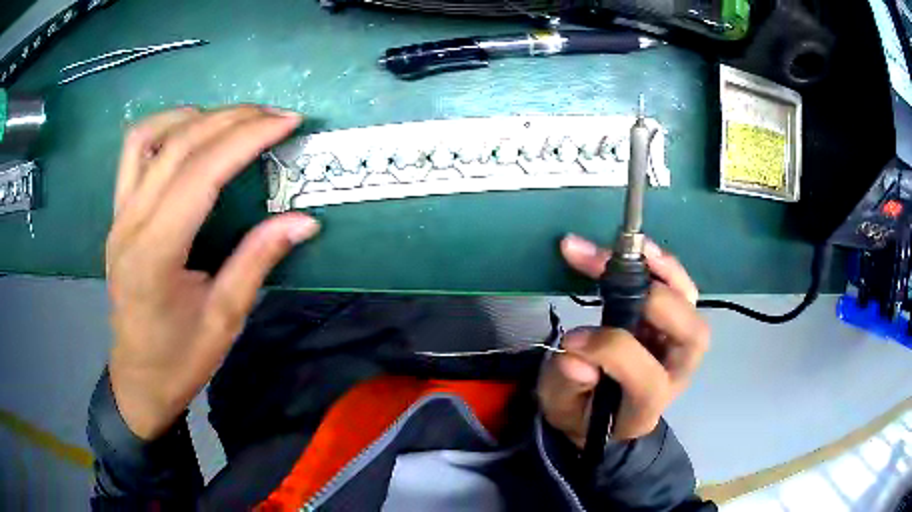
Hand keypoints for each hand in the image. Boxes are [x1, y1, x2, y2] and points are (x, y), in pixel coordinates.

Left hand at [106, 105, 319, 439]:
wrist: (138, 378)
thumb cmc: (180, 359)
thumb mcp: (225, 319)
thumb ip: (258, 261)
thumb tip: (304, 221)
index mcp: (155, 255)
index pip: (201, 173)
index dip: (247, 139)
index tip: (288, 122)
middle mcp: (130, 224)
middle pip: (179, 145)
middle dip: (232, 119)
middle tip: (275, 116)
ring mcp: (119, 215)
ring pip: (149, 137)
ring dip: (195, 116)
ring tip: (232, 120)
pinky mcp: (117, 214)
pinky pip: (134, 152)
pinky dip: (164, 128)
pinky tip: (190, 132)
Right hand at [538, 235, 708, 446]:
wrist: (600, 410)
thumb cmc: (580, 412)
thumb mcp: (560, 408)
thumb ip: (566, 386)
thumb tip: (576, 356)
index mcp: (645, 409)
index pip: (648, 382)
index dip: (613, 353)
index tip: (572, 339)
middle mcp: (675, 376)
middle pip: (691, 338)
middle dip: (656, 301)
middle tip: (610, 276)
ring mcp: (680, 347)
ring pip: (691, 307)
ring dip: (664, 272)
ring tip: (631, 249)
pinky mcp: (674, 323)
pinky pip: (682, 291)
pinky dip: (664, 267)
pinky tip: (641, 250)